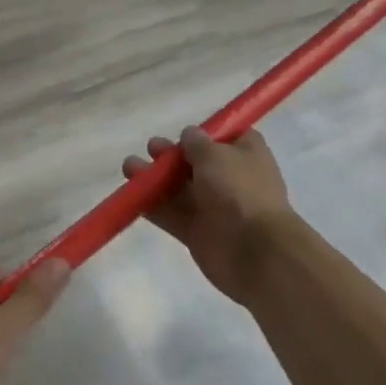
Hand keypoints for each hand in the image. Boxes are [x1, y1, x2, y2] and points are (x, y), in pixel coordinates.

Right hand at [124, 128, 293, 300]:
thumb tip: (190, 134)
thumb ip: (197, 143)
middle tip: (152, 148)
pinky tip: (132, 196)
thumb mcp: (215, 154)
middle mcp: (231, 179)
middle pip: (196, 162)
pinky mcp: (198, 232)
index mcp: (246, 154)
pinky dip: (152, 206)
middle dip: (172, 155)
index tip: (186, 132)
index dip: (206, 134)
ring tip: (129, 168)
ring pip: (179, 188)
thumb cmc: (239, 191)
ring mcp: (214, 207)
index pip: (227, 137)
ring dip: (155, 178)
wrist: (256, 252)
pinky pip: (171, 214)